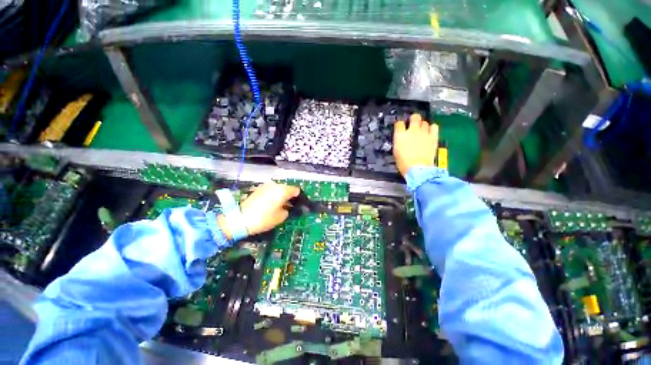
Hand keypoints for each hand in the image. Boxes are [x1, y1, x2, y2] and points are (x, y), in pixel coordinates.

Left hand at [218, 182, 299, 238]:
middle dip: (289, 196)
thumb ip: (287, 210)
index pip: (296, 190)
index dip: (298, 197)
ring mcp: (266, 186)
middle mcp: (275, 185)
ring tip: (279, 205)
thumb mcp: (281, 217)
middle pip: (287, 188)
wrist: (240, 219)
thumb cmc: (264, 219)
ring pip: (278, 188)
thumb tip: (287, 206)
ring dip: (281, 195)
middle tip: (289, 205)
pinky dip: (273, 195)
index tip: (298, 204)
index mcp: (283, 190)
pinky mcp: (258, 189)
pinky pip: (270, 190)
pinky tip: (270, 204)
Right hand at [393, 114, 438, 176]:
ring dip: (422, 125)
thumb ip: (399, 141)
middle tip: (413, 124)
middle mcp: (412, 130)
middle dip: (413, 119)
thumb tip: (401, 138)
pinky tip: (430, 132)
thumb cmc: (404, 163)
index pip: (399, 123)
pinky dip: (431, 128)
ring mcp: (424, 132)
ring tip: (422, 131)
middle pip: (414, 117)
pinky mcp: (433, 136)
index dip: (400, 125)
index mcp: (400, 135)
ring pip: (424, 122)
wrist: (418, 169)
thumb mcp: (396, 151)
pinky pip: (434, 126)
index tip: (401, 127)